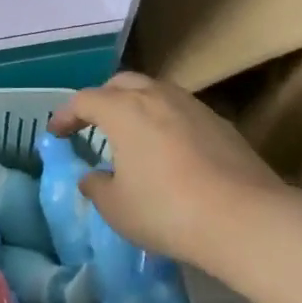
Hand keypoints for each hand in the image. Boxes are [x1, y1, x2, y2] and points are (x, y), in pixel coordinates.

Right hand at [49, 73, 287, 270]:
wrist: (245, 218)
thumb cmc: (166, 210)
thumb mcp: (116, 208)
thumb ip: (96, 187)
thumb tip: (92, 177)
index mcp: (123, 110)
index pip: (84, 100)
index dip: (65, 115)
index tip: (56, 133)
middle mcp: (156, 96)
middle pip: (121, 84)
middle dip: (102, 99)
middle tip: (93, 123)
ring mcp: (193, 106)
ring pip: (155, 92)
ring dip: (136, 106)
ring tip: (132, 133)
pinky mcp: (221, 124)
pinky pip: (181, 111)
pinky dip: (165, 121)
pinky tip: (169, 149)